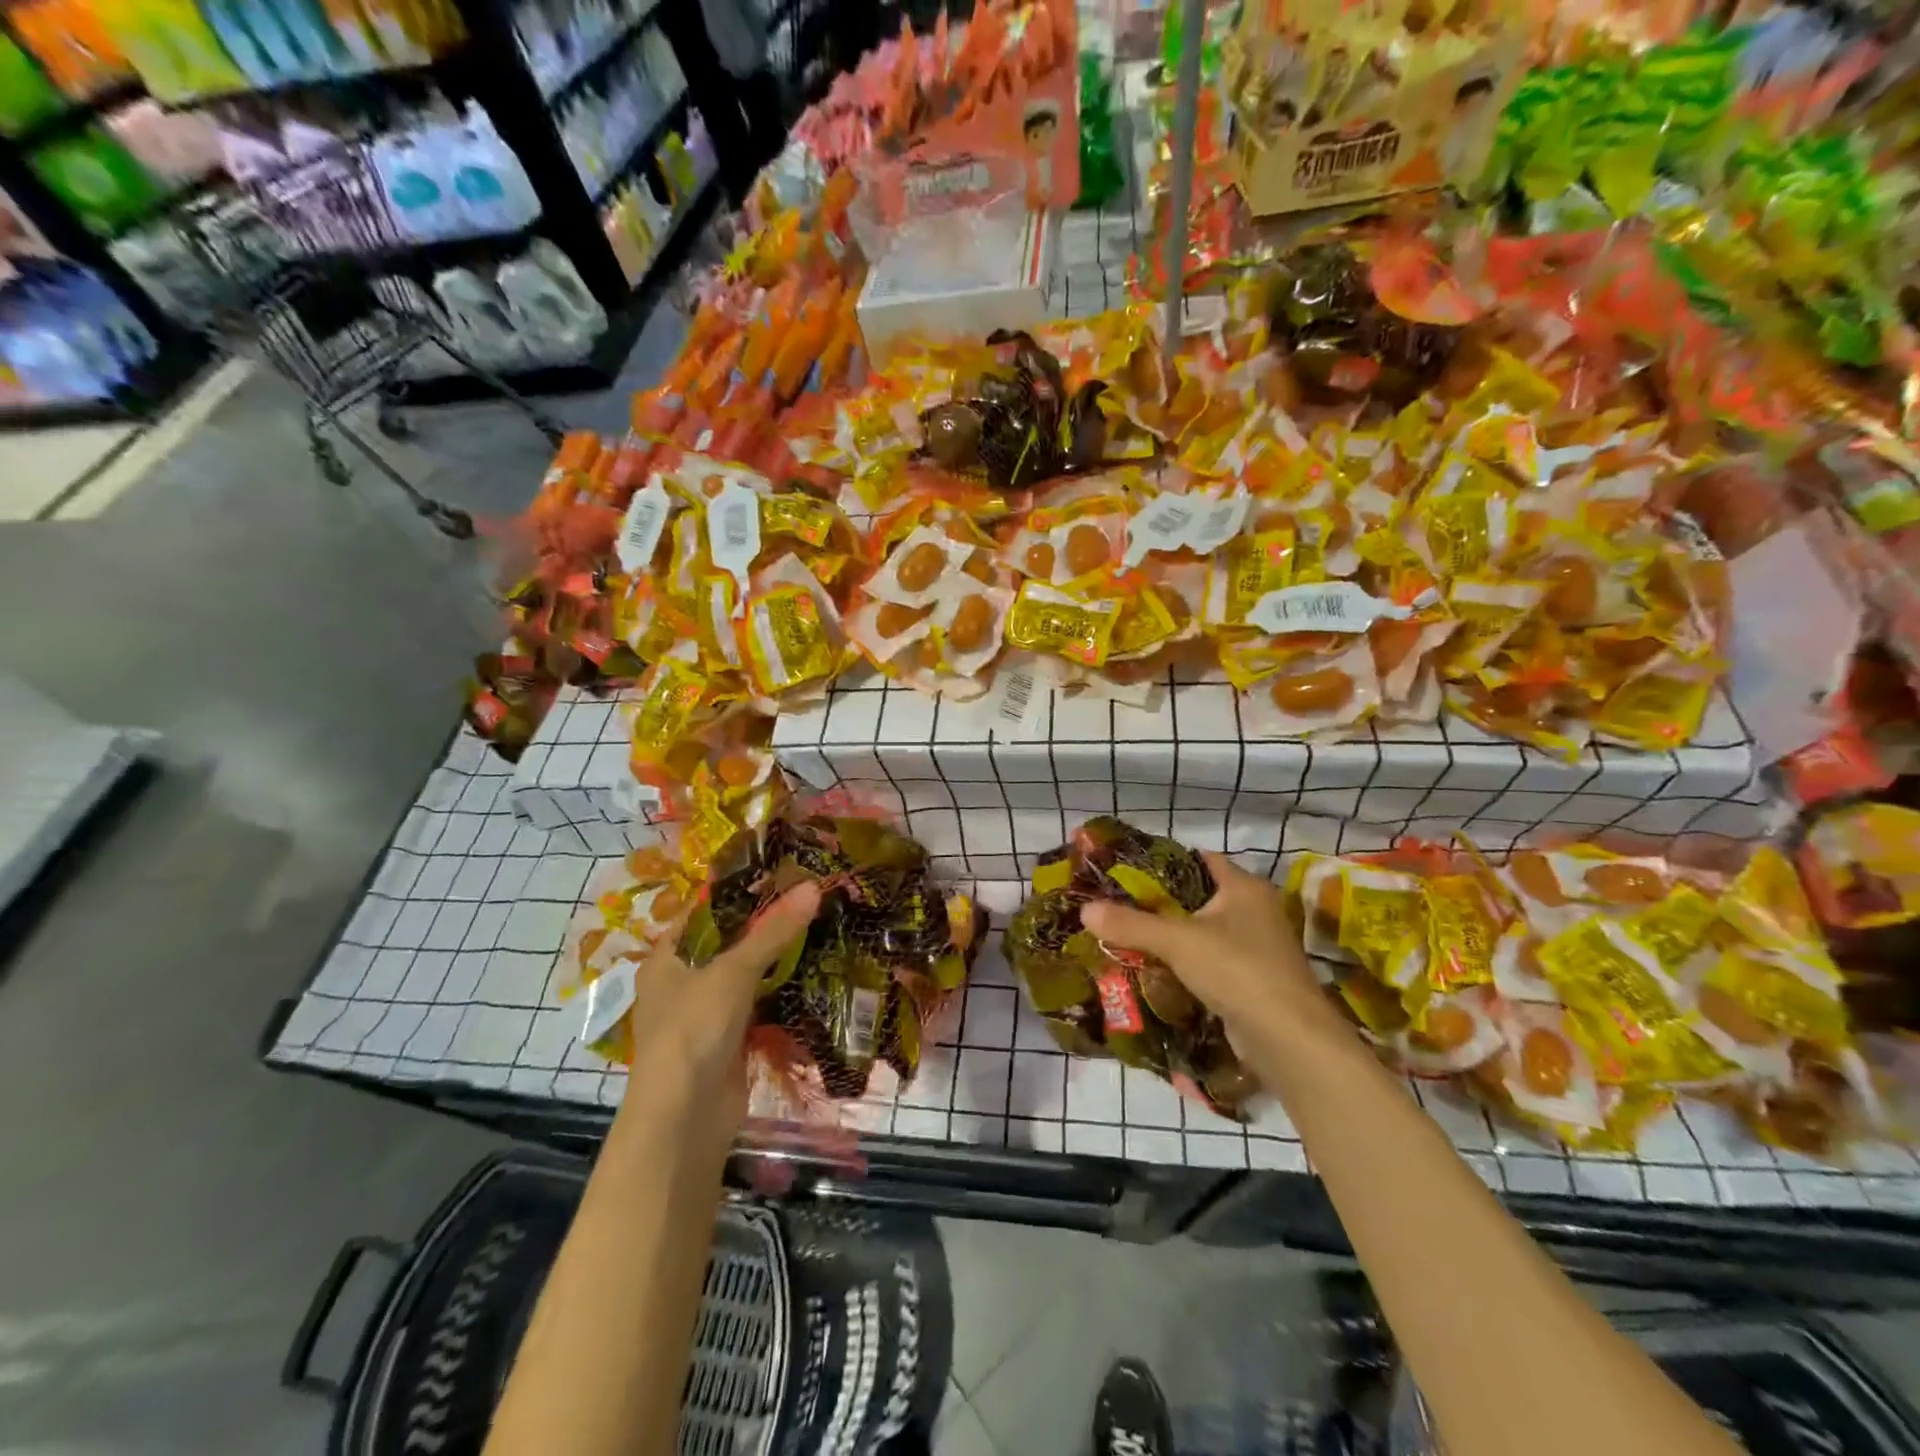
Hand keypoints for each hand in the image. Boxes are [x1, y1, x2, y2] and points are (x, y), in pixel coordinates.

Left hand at [622, 882, 821, 1126]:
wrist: (686, 1118)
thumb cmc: (695, 1028)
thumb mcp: (734, 971)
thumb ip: (774, 931)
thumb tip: (813, 886)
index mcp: (667, 959)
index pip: (704, 913)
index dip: (739, 894)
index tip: (781, 877)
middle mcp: (681, 983)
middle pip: (728, 945)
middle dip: (766, 928)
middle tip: (809, 901)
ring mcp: (704, 1016)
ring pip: (746, 978)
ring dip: (777, 963)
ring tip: (819, 930)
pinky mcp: (728, 1042)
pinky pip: (758, 1008)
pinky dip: (780, 996)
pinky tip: (813, 976)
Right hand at [1081, 852, 1343, 1047]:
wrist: (1288, 1039)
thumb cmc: (1237, 970)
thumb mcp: (1177, 941)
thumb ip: (1130, 923)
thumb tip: (1085, 909)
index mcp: (1244, 887)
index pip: (1199, 860)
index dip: (1163, 862)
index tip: (1126, 870)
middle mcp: (1254, 910)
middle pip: (1198, 896)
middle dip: (1160, 903)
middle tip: (1118, 905)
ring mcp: (1257, 947)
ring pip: (1203, 932)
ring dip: (1171, 936)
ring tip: (1127, 935)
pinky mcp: (1252, 980)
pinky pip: (1210, 961)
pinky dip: (1185, 963)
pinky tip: (1155, 970)